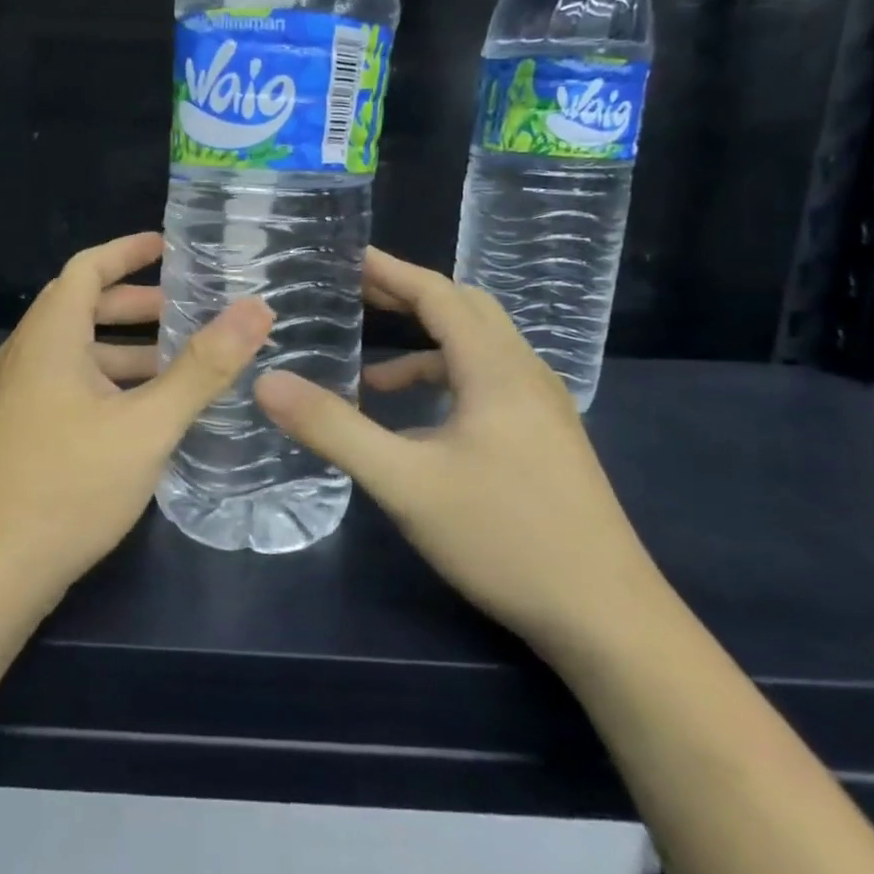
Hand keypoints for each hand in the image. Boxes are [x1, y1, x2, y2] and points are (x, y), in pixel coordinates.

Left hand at [0, 231, 273, 605]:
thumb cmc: (68, 486)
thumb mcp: (146, 425)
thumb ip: (203, 368)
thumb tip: (256, 310)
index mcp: (48, 338)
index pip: (85, 268)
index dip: (127, 251)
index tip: (170, 247)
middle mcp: (25, 358)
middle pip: (81, 308)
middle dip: (136, 304)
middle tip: (188, 311)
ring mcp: (17, 399)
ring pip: (77, 353)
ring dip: (126, 350)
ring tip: (181, 364)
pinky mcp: (20, 434)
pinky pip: (70, 387)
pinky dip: (110, 383)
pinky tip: (145, 414)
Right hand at [254, 248, 663, 653]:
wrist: (606, 617)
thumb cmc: (504, 537)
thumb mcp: (405, 483)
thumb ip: (334, 429)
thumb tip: (267, 383)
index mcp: (496, 369)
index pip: (440, 295)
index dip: (392, 271)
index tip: (347, 256)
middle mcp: (525, 375)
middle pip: (465, 312)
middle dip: (408, 298)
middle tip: (354, 296)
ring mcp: (542, 409)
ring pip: (479, 352)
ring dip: (425, 347)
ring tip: (369, 372)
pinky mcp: (545, 440)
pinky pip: (488, 387)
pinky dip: (445, 385)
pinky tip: (415, 426)